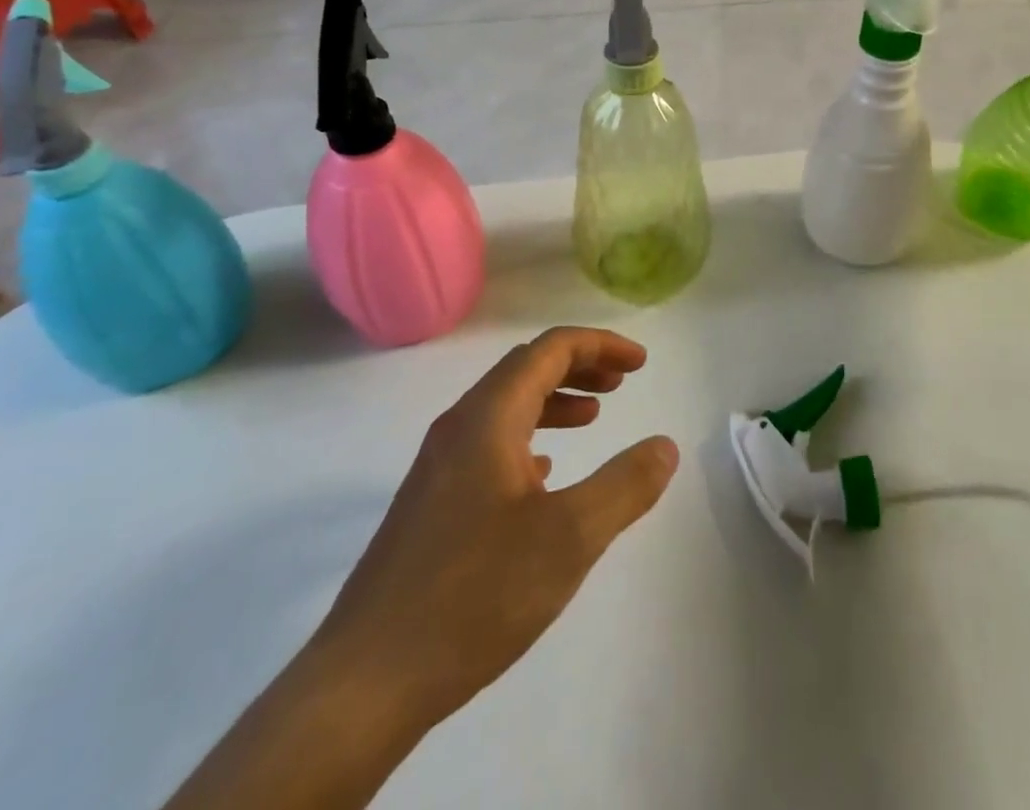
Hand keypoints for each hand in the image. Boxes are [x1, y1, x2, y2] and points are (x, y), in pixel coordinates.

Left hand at [311, 327, 678, 751]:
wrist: (364, 683)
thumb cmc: (474, 595)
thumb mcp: (569, 538)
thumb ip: (625, 486)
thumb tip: (665, 446)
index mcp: (488, 417)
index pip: (550, 349)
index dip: (600, 345)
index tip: (641, 363)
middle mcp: (459, 427)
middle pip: (526, 369)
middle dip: (579, 367)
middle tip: (623, 382)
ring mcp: (438, 466)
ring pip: (506, 407)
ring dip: (555, 401)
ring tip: (595, 418)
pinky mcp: (431, 503)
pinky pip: (489, 444)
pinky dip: (530, 438)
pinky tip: (546, 473)